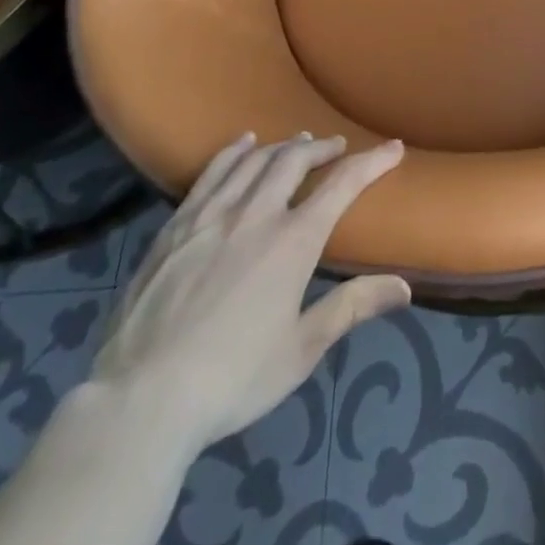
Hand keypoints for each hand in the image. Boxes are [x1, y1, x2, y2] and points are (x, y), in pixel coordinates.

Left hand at [90, 132, 408, 452]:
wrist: (140, 402)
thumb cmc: (231, 379)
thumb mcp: (301, 350)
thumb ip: (351, 307)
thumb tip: (405, 288)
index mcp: (293, 242)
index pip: (343, 184)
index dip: (373, 161)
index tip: (393, 148)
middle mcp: (256, 214)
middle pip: (295, 160)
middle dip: (322, 147)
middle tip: (336, 147)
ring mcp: (211, 216)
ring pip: (254, 160)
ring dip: (282, 146)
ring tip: (297, 143)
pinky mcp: (175, 227)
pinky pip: (211, 173)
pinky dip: (234, 152)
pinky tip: (242, 145)